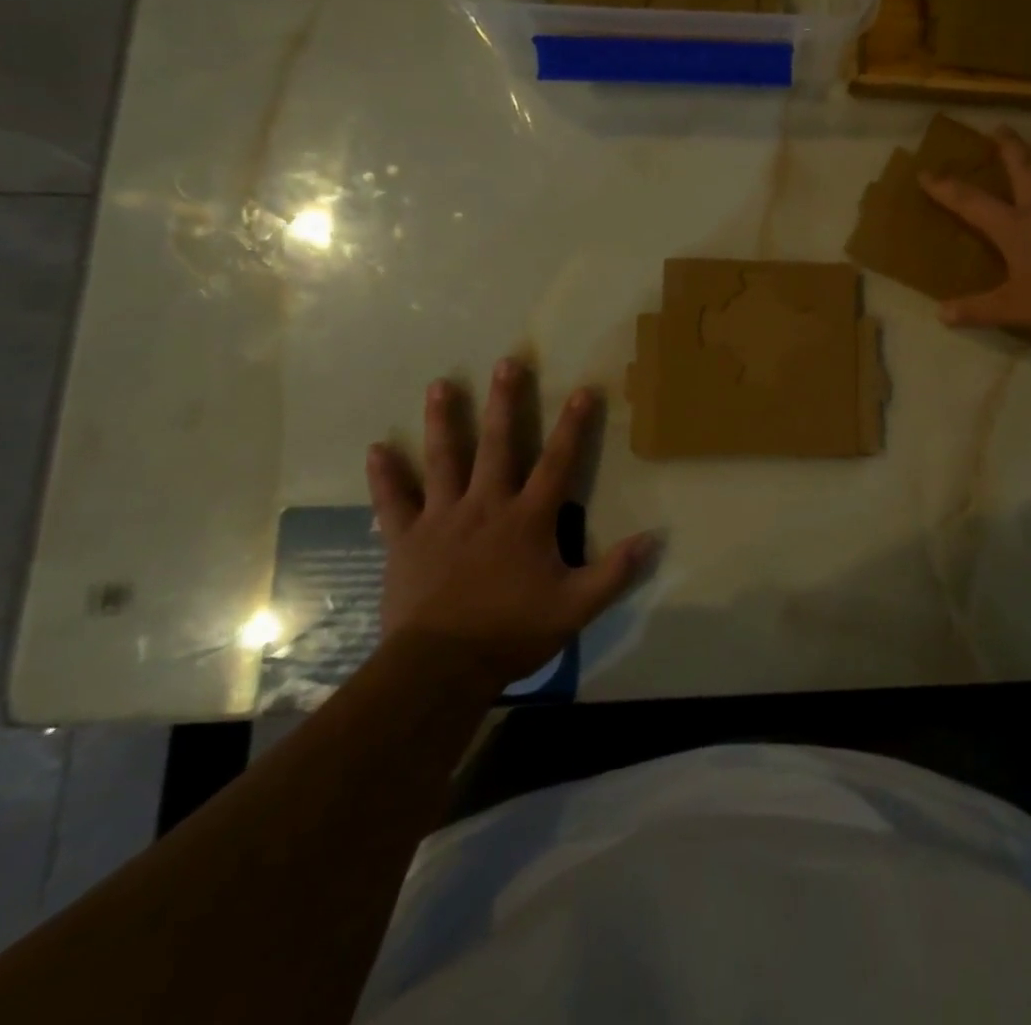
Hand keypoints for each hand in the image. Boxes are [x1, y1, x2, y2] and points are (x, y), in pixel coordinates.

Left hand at [366, 362, 654, 685]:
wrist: (441, 667)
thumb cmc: (512, 631)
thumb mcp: (576, 607)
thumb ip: (615, 571)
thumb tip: (653, 539)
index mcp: (528, 518)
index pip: (558, 461)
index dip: (573, 425)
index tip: (582, 389)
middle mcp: (486, 505)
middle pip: (498, 444)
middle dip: (505, 402)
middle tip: (507, 362)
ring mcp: (442, 518)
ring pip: (444, 459)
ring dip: (444, 420)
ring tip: (440, 384)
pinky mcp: (406, 539)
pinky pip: (394, 500)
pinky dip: (386, 475)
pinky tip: (377, 448)